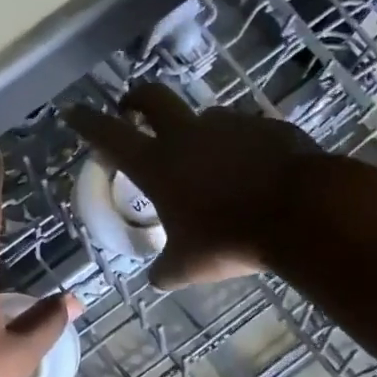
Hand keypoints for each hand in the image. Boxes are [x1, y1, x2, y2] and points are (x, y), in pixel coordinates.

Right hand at [65, 83, 321, 288]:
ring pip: (204, 118)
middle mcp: (188, 135)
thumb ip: (165, 269)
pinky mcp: (268, 127)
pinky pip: (245, 133)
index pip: (109, 135)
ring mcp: (231, 125)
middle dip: (136, 99)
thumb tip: (157, 277)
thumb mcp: (186, 267)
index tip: (73, 112)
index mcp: (157, 165)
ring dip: (195, 131)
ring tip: (204, 160)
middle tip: (131, 108)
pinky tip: (250, 172)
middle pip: (153, 98)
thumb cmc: (229, 240)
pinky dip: (239, 148)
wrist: (302, 212)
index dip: (88, 122)